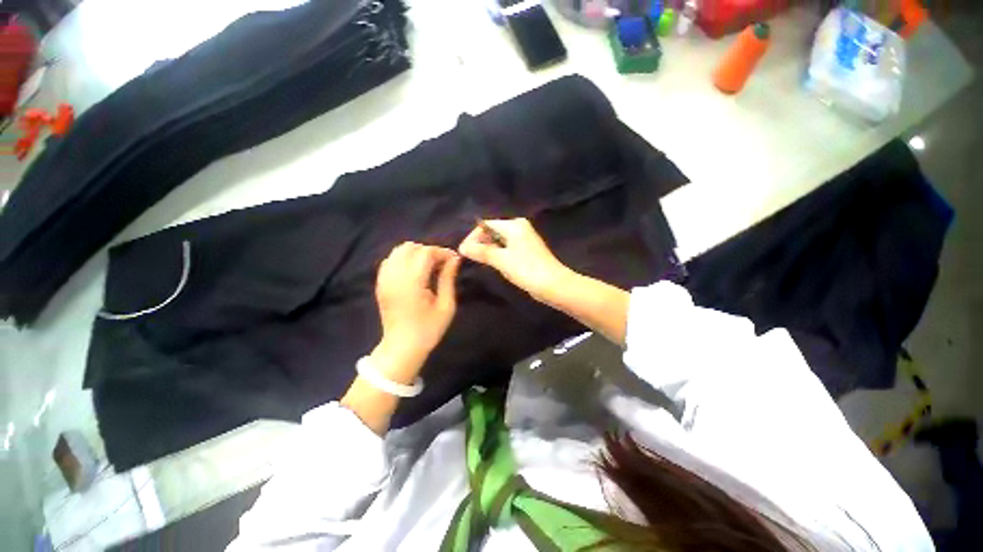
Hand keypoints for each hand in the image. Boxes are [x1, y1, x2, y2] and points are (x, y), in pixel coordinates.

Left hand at [372, 242, 460, 381]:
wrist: (402, 347)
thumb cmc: (429, 329)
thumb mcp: (446, 306)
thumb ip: (448, 279)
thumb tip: (454, 259)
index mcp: (412, 283)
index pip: (426, 253)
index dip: (442, 252)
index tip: (454, 259)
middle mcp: (395, 277)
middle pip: (410, 247)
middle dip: (429, 251)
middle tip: (442, 263)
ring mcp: (384, 279)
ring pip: (398, 250)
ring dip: (416, 252)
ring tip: (429, 265)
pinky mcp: (380, 283)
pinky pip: (390, 260)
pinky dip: (403, 258)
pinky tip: (414, 270)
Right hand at [458, 218, 570, 303]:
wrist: (554, 285)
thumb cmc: (527, 269)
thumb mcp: (501, 260)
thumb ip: (481, 251)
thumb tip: (462, 247)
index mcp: (514, 225)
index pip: (486, 225)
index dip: (473, 237)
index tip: (463, 252)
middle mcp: (519, 228)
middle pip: (492, 231)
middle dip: (480, 243)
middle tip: (469, 257)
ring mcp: (524, 239)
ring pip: (499, 241)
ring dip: (488, 249)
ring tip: (478, 261)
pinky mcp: (526, 251)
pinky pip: (506, 248)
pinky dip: (498, 254)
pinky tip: (493, 263)